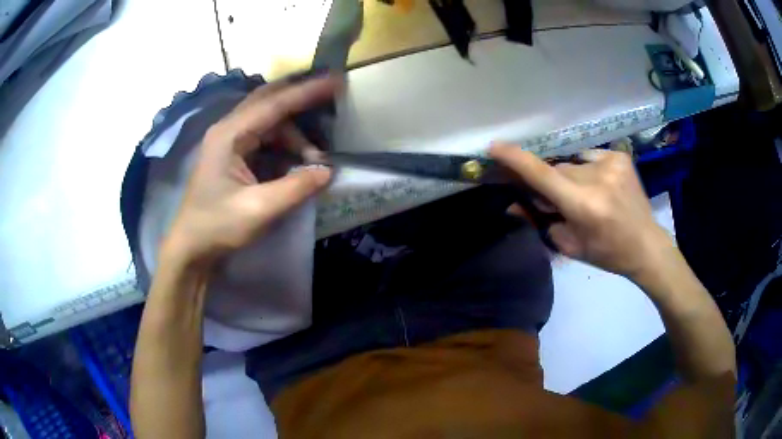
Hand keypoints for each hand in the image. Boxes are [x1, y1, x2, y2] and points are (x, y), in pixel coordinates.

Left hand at [160, 76, 341, 265]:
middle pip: (270, 101)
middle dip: (301, 98)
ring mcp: (229, 141)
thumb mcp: (259, 210)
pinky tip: (298, 161)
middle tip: (332, 95)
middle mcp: (228, 129)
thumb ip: (296, 187)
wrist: (191, 247)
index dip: (307, 91)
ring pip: (270, 122)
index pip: (274, 104)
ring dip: (295, 135)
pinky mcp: (233, 154)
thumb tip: (328, 170)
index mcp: (229, 135)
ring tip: (314, 160)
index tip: (337, 81)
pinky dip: (285, 146)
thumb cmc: (217, 227)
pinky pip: (265, 139)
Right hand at [490, 144, 671, 278]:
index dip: (516, 160)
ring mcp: (611, 163)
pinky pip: (590, 157)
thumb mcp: (569, 245)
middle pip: (557, 170)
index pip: (543, 176)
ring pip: (573, 164)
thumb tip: (514, 201)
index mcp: (584, 205)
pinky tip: (602, 186)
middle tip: (559, 201)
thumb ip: (541, 221)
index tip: (494, 147)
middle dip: (551, 183)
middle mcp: (597, 179)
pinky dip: (588, 170)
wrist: (646, 245)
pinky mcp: (620, 156)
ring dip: (571, 177)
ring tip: (588, 196)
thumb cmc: (607, 253)